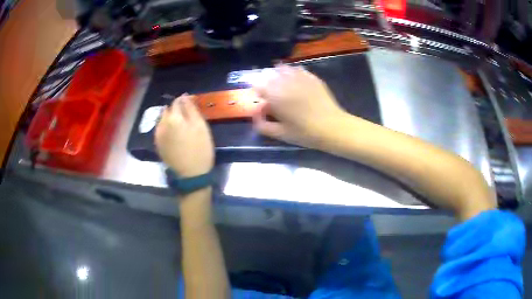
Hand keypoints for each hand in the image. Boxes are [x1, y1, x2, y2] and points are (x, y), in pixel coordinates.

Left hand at [155, 94, 213, 177]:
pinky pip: (160, 130)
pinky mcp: (158, 145)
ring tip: (181, 125)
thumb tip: (184, 97)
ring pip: (163, 120)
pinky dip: (167, 128)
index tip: (192, 103)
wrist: (191, 174)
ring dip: (170, 118)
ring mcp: (158, 135)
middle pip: (168, 110)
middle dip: (176, 110)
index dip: (185, 100)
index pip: (177, 101)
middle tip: (188, 116)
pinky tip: (174, 134)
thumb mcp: (200, 126)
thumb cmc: (200, 149)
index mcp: (173, 118)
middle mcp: (161, 124)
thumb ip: (191, 109)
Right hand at [252, 65, 348, 148]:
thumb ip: (262, 125)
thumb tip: (255, 115)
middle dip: (267, 82)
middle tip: (270, 93)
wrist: (332, 127)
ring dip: (278, 75)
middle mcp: (285, 82)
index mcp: (275, 95)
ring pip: (283, 69)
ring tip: (281, 84)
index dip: (257, 91)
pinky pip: (297, 70)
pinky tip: (295, 80)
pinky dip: (292, 73)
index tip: (260, 99)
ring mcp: (300, 77)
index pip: (258, 85)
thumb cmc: (305, 133)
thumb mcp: (280, 134)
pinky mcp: (312, 77)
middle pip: (269, 75)